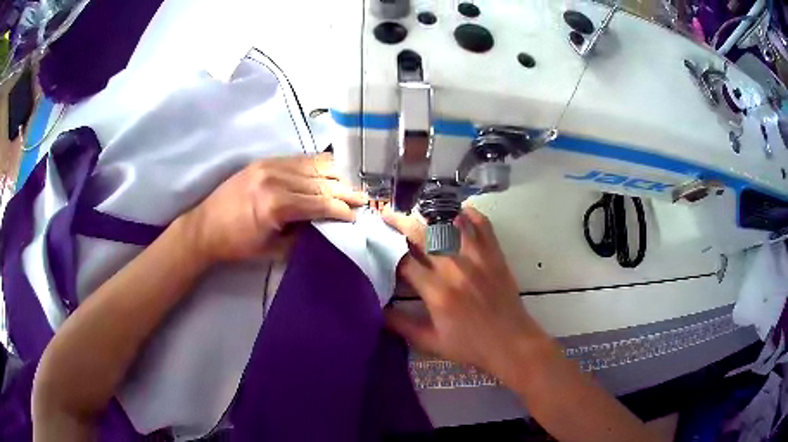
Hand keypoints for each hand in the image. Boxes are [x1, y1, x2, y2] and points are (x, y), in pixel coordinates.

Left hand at [184, 153, 367, 263]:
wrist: (205, 227)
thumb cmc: (237, 244)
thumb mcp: (272, 250)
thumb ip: (302, 237)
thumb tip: (326, 228)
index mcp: (276, 205)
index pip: (320, 203)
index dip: (341, 209)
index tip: (357, 215)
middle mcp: (275, 179)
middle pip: (320, 181)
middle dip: (345, 190)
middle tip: (364, 197)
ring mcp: (269, 165)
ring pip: (312, 165)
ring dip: (334, 174)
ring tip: (352, 182)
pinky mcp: (264, 161)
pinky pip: (298, 159)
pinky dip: (317, 165)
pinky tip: (329, 170)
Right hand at [383, 206, 555, 381]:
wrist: (511, 342)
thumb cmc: (470, 346)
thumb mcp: (431, 342)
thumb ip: (401, 325)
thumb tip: (377, 310)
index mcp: (437, 291)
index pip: (405, 261)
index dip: (389, 251)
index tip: (380, 244)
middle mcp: (455, 268)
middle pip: (422, 235)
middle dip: (401, 222)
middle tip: (388, 214)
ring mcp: (477, 258)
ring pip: (450, 225)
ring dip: (431, 215)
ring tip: (419, 211)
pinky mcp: (495, 256)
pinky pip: (483, 226)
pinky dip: (471, 215)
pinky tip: (459, 212)